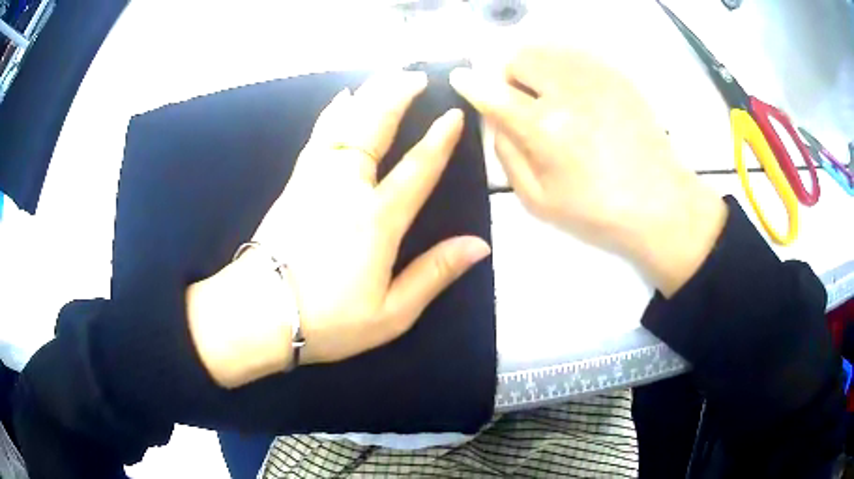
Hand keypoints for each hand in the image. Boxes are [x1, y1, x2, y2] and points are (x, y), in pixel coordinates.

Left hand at [188, 72, 490, 387]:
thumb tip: (478, 246)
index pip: (417, 168)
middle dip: (398, 96)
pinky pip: (318, 135)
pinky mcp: (294, 183)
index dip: (440, 140)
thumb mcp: (392, 313)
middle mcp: (347, 187)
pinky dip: (333, 113)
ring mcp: (315, 179)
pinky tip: (340, 100)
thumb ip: (435, 274)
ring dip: (369, 95)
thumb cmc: (328, 320)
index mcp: (377, 220)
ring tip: (386, 76)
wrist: (260, 315)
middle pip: (376, 128)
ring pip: (345, 123)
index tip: (454, 115)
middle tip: (417, 75)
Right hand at [451, 47, 726, 295]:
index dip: (471, 83)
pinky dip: (564, 67)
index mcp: (546, 129)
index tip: (460, 77)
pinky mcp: (618, 75)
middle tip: (527, 105)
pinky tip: (579, 94)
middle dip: (512, 77)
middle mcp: (569, 91)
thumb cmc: (598, 212)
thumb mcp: (538, 200)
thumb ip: (506, 153)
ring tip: (554, 98)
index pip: (493, 91)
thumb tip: (493, 117)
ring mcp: (598, 77)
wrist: (661, 204)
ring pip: (548, 48)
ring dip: (538, 68)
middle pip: (520, 57)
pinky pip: (575, 53)